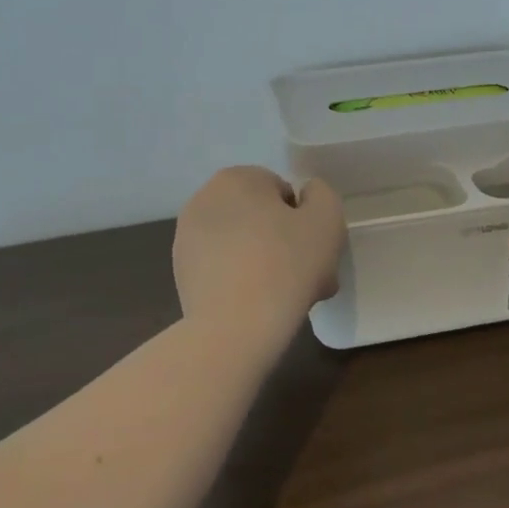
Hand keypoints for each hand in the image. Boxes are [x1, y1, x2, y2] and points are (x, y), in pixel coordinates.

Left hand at [173, 167, 345, 338]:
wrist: (235, 328)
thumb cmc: (286, 264)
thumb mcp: (327, 218)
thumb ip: (321, 195)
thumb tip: (305, 197)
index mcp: (236, 179)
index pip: (283, 193)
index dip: (305, 222)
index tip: (316, 252)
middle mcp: (205, 199)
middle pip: (261, 219)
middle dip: (286, 244)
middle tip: (309, 278)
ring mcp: (188, 238)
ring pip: (244, 245)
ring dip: (267, 263)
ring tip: (287, 297)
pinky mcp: (182, 272)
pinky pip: (224, 268)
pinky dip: (242, 281)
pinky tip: (259, 306)